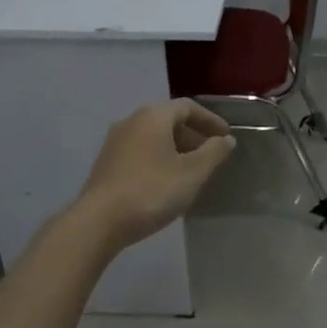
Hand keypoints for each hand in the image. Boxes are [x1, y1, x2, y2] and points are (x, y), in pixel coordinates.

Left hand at [75, 98, 235, 250]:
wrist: (100, 221)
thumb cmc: (152, 191)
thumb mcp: (193, 172)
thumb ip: (213, 152)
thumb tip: (226, 139)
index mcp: (153, 116)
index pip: (188, 107)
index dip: (210, 120)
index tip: (226, 138)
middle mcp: (131, 121)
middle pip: (168, 120)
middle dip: (193, 135)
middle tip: (211, 155)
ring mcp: (115, 142)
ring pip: (153, 137)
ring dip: (176, 148)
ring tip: (191, 171)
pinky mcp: (107, 163)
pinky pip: (140, 151)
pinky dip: (159, 158)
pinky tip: (166, 182)